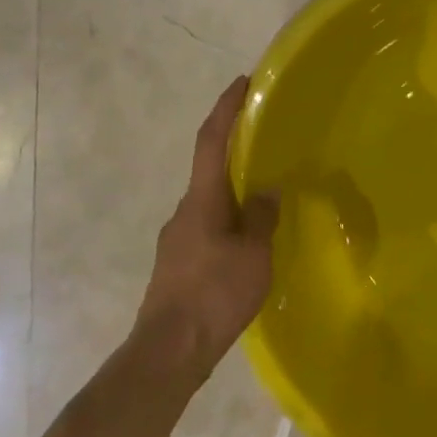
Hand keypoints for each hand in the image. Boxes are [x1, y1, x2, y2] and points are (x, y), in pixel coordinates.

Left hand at [135, 76, 278, 378]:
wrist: (168, 352)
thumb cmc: (214, 295)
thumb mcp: (253, 254)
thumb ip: (262, 217)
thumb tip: (267, 191)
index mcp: (202, 200)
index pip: (211, 140)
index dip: (226, 108)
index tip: (242, 83)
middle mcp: (184, 211)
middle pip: (210, 168)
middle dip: (235, 148)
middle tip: (267, 140)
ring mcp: (177, 238)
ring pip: (210, 201)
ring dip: (234, 189)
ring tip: (267, 194)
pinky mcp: (178, 263)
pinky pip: (209, 225)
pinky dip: (230, 218)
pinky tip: (250, 239)